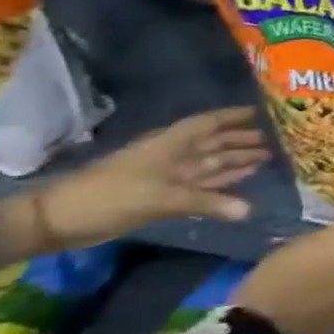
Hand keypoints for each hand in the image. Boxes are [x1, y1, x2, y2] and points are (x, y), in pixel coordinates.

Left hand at [0, 108, 270, 261]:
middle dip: (241, 140)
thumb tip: (249, 210)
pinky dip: (222, 182)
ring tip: (267, 157)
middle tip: (276, 139)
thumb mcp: (159, 198)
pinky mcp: (163, 196)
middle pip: (213, 143)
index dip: (233, 116)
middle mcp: (173, 156)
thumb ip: (206, 203)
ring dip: (235, 160)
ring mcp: (167, 176)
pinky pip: (202, 185)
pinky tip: (241, 181)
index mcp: (170, 145)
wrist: (57, 221)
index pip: (208, 124)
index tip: (263, 112)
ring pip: (209, 164)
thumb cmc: (108, 197)